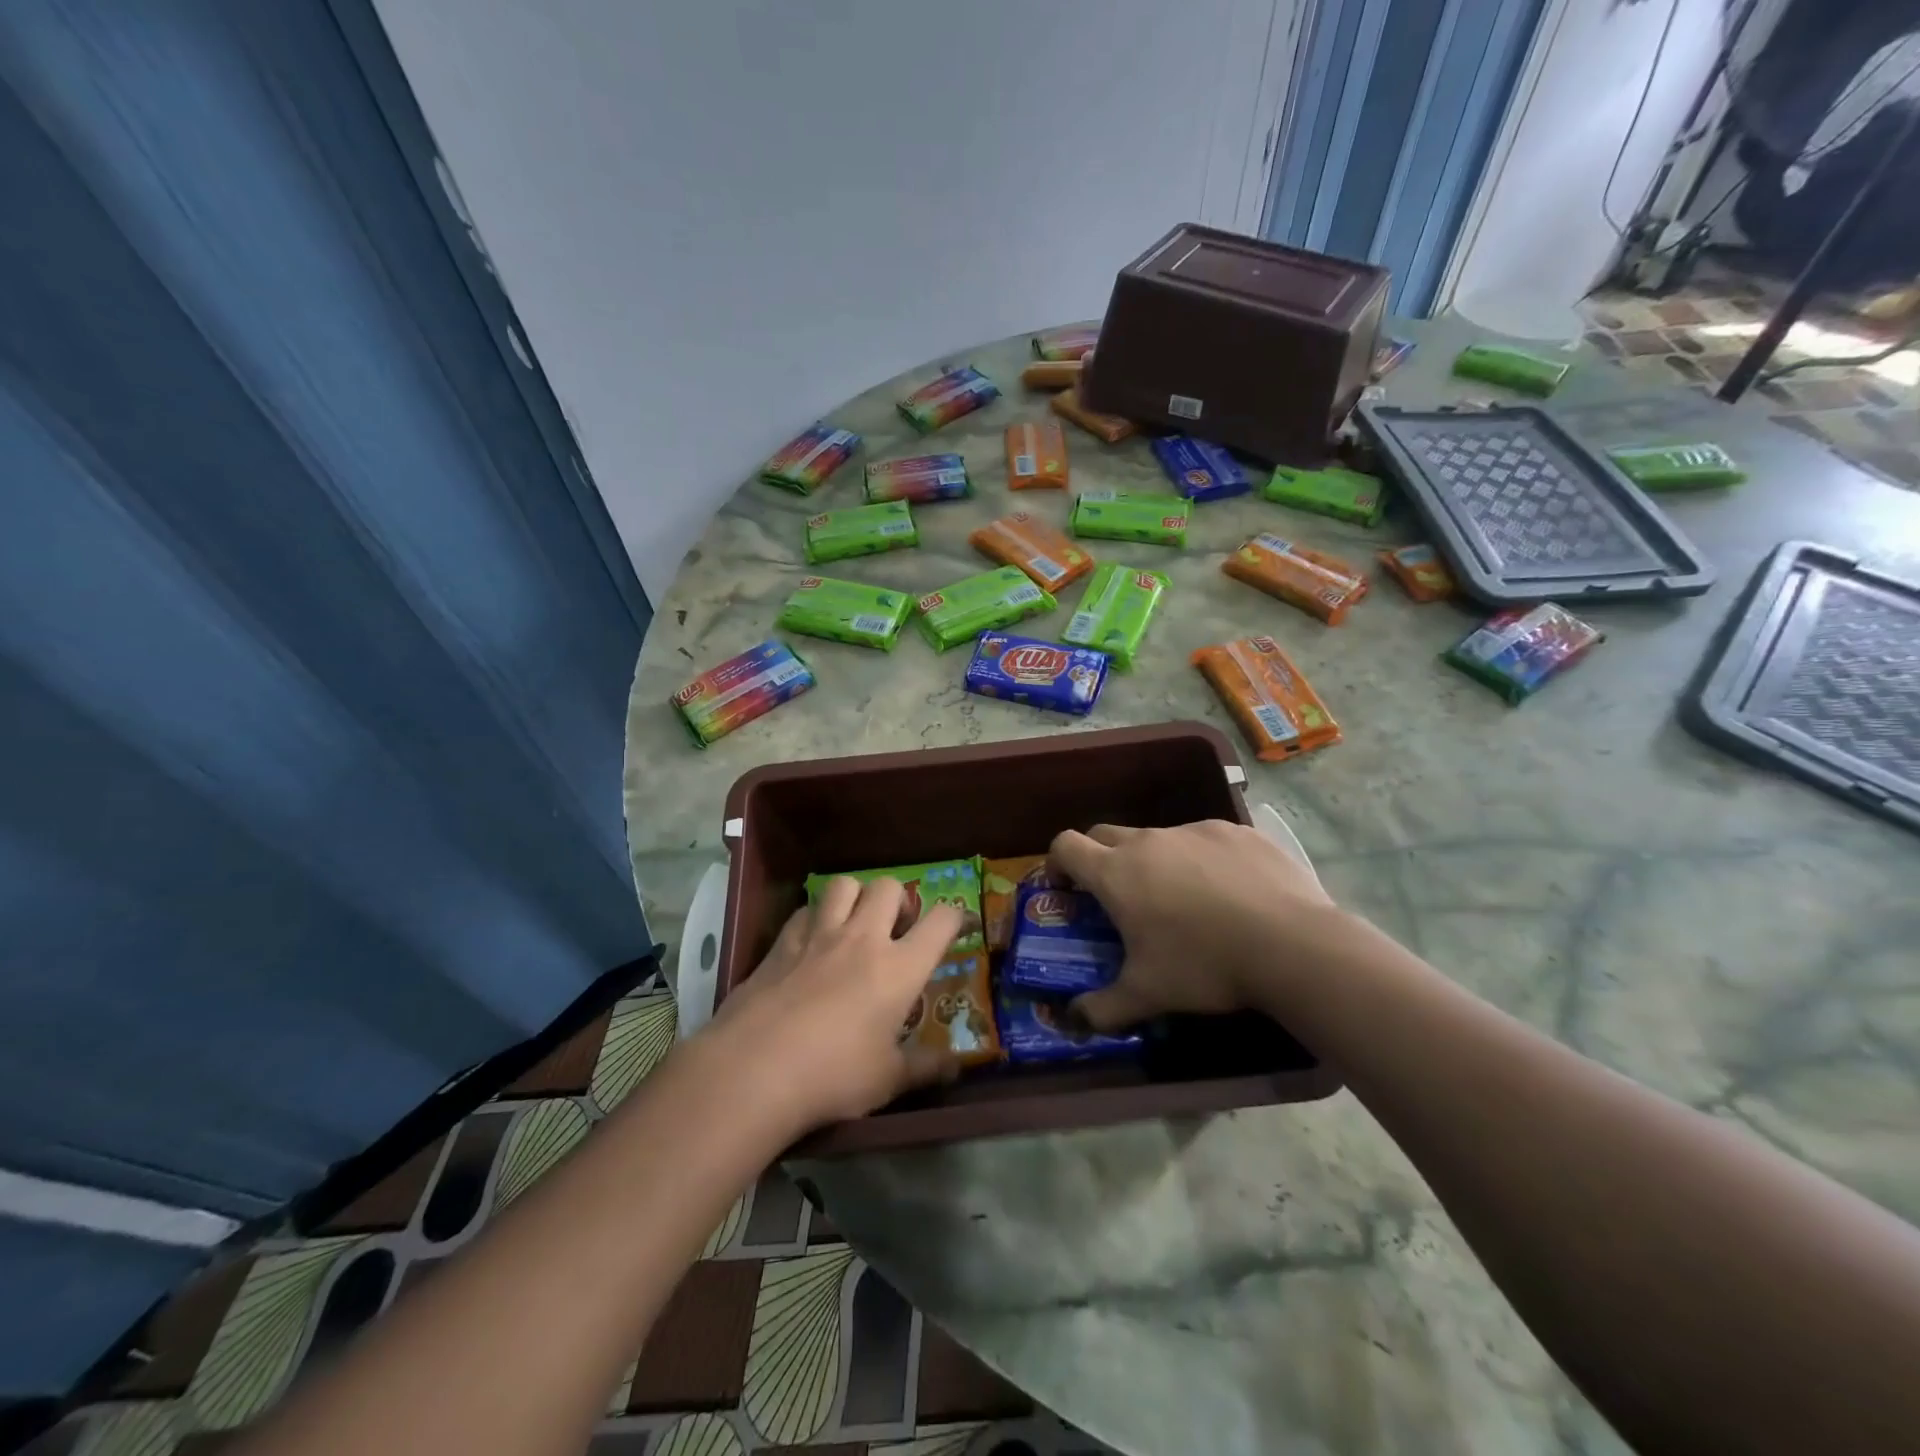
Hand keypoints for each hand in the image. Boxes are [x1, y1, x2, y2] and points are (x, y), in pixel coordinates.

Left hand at [705, 877, 961, 1131]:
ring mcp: (819, 935)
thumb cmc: (833, 1076)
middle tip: (896, 929)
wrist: (755, 1070)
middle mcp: (863, 939)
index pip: (941, 921)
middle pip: (889, 887)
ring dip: (855, 897)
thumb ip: (927, 1068)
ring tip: (854, 924)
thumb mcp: (888, 1080)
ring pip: (844, 884)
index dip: (956, 916)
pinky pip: (805, 910)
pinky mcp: (781, 943)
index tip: (959, 924)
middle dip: (899, 900)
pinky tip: (811, 943)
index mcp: (899, 967)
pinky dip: (815, 918)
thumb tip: (958, 1067)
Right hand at [1049, 820, 1342, 1031]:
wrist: (1292, 945)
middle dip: (1101, 859)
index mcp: (1116, 873)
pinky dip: (1202, 860)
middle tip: (1118, 897)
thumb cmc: (1204, 966)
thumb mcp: (1147, 995)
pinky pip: (1205, 840)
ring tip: (1183, 901)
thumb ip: (1102, 1008)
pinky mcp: (1236, 831)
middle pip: (1105, 835)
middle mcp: (1149, 841)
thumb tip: (1073, 1019)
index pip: (1065, 845)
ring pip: (1158, 838)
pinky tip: (1230, 893)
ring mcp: (1194, 830)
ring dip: (1155, 862)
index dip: (1058, 863)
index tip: (1066, 888)